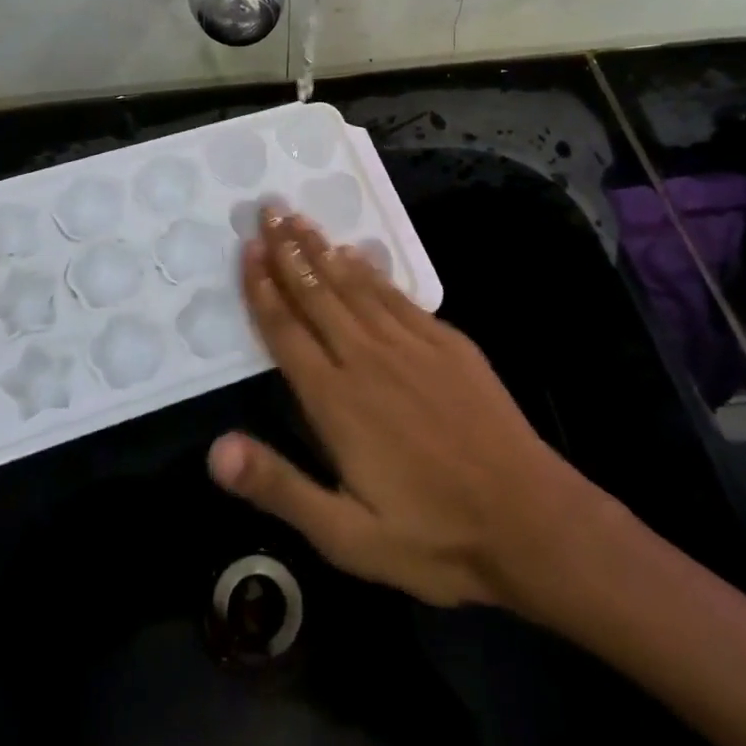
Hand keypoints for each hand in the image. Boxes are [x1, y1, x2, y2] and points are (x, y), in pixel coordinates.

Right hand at [209, 211, 612, 608]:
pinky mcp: (447, 343)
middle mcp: (367, 358)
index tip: (247, 249)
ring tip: (300, 220)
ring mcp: (411, 345)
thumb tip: (215, 450)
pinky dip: (370, 271)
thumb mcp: (347, 536)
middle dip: (288, 251)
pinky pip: (396, 295)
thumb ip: (280, 487)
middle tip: (268, 209)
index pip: (286, 332)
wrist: (529, 519)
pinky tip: (357, 255)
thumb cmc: (432, 535)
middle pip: (317, 294)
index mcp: (336, 400)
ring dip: (323, 250)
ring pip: (355, 285)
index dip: (262, 289)